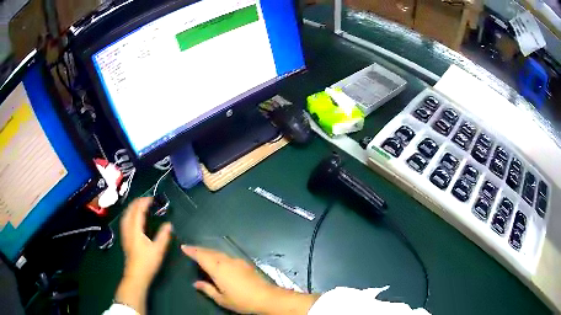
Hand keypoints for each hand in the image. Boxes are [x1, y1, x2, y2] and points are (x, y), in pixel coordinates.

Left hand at [115, 197, 171, 314]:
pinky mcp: (125, 239)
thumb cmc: (147, 262)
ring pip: (126, 215)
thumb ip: (164, 236)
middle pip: (129, 211)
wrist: (136, 275)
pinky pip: (125, 220)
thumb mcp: (158, 249)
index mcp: (135, 229)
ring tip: (139, 205)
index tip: (152, 198)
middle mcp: (128, 229)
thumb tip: (169, 224)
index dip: (144, 202)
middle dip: (137, 203)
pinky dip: (129, 214)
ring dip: (132, 208)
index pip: (138, 211)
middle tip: (146, 199)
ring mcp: (125, 234)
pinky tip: (133, 218)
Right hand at [182, 246, 319, 314]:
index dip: (192, 251)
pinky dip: (218, 255)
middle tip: (190, 248)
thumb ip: (207, 289)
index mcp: (218, 269)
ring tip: (202, 253)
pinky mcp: (245, 263)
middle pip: (210, 252)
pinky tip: (218, 259)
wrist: (266, 297)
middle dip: (199, 249)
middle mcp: (226, 261)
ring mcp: (237, 261)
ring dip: (209, 251)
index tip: (184, 247)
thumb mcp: (221, 299)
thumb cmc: (241, 300)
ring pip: (219, 253)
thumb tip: (196, 283)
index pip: (201, 256)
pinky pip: (227, 256)